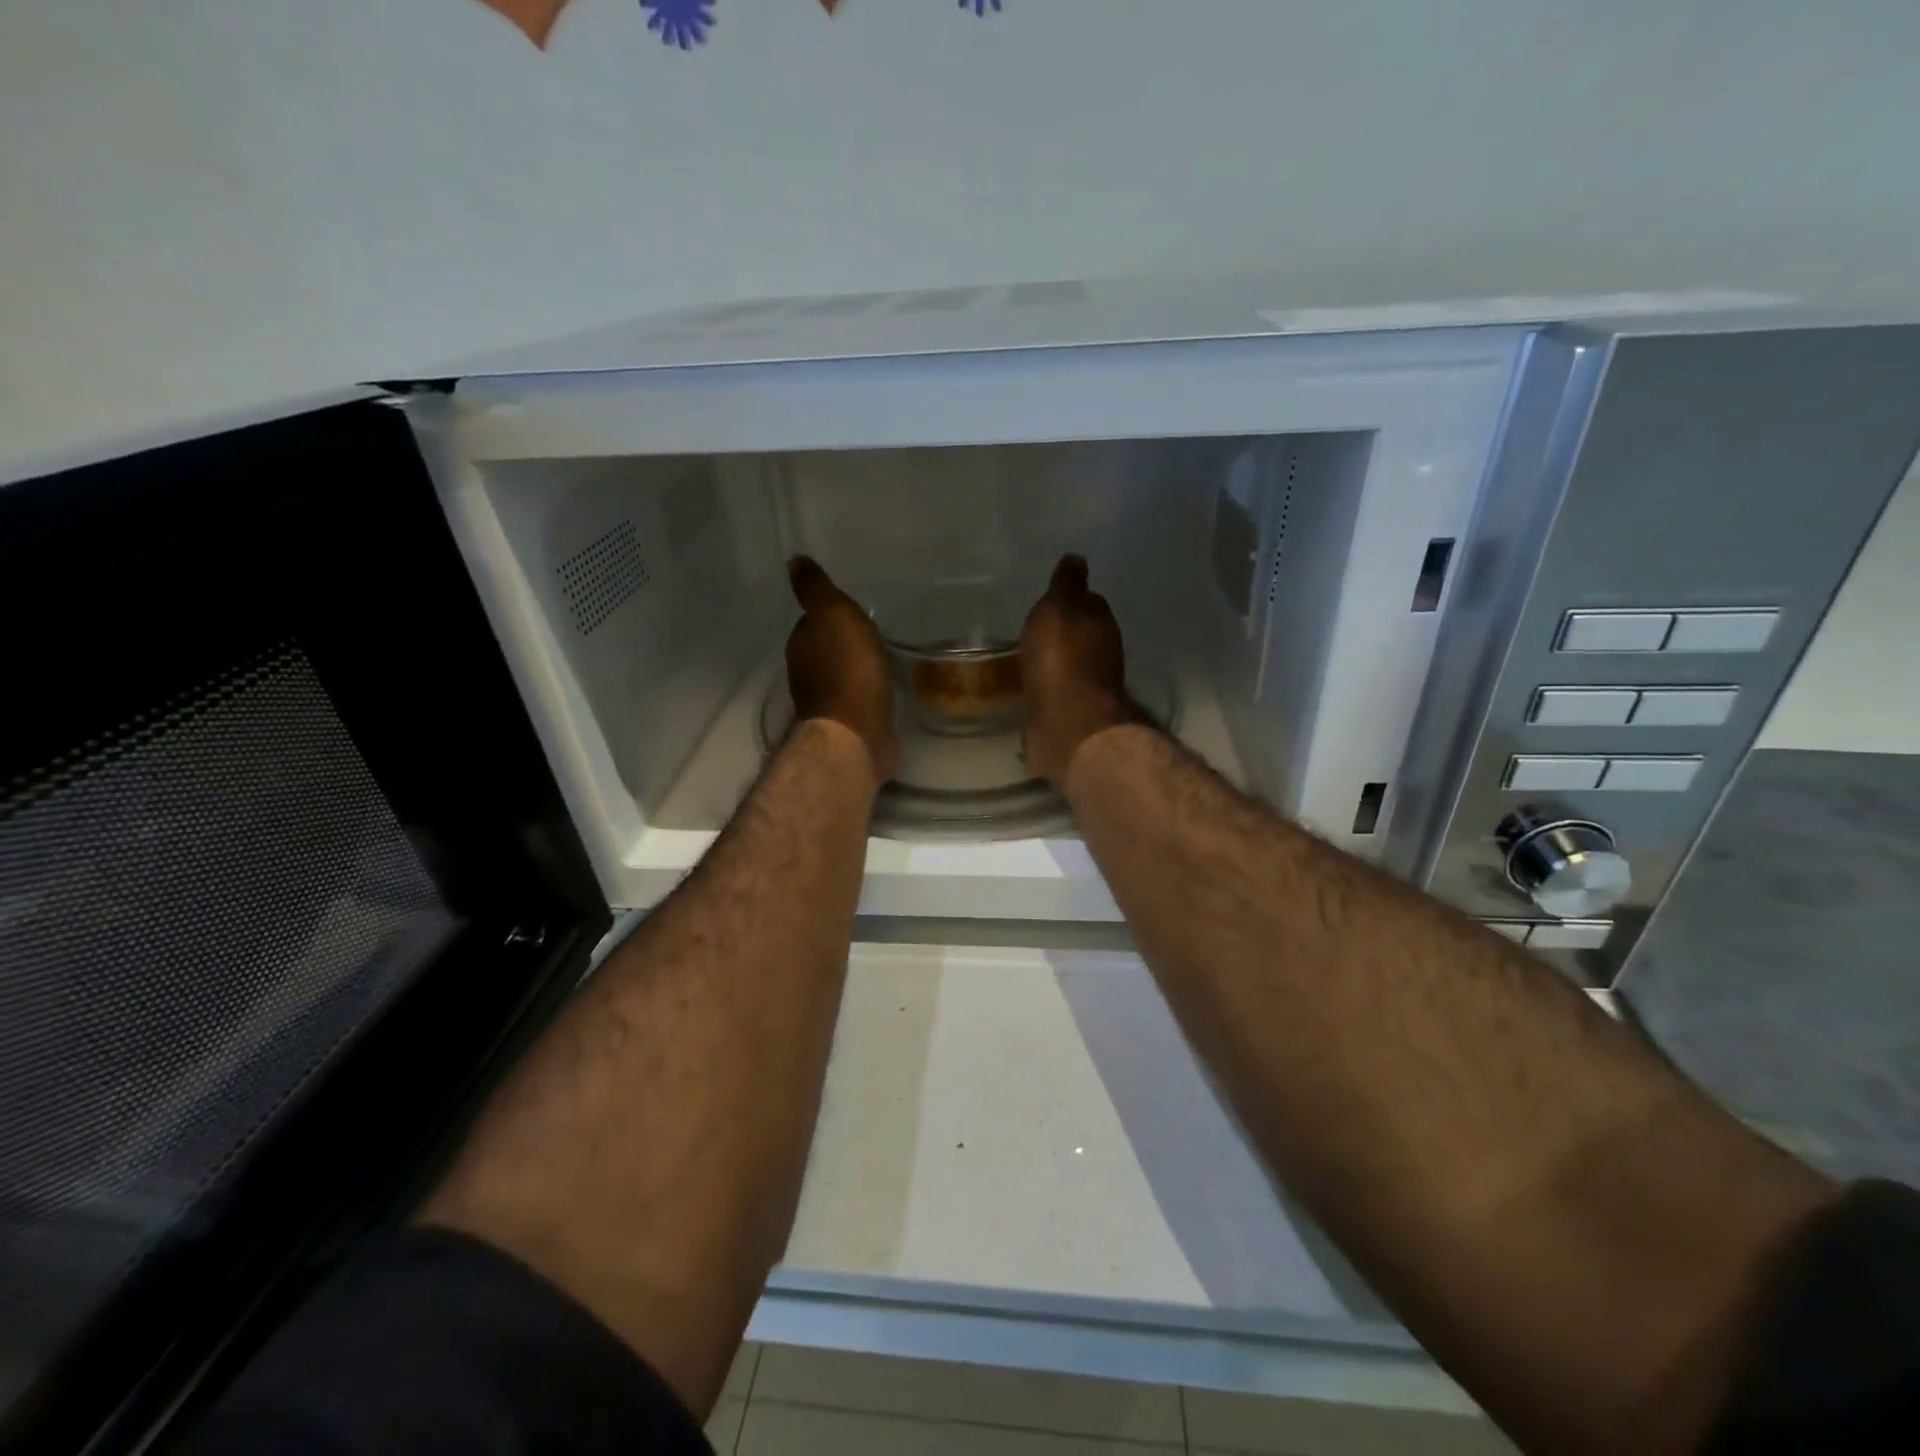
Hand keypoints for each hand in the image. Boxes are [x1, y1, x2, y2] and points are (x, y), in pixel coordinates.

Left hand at [786, 556, 897, 781]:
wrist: (857, 731)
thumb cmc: (847, 668)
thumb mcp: (834, 614)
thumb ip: (815, 589)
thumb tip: (793, 560)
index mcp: (801, 645)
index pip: (811, 622)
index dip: (830, 616)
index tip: (851, 612)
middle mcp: (806, 673)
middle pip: (824, 650)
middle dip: (843, 643)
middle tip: (870, 634)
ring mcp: (827, 703)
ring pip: (841, 675)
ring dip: (856, 668)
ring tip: (880, 659)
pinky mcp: (849, 725)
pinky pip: (858, 699)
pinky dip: (867, 692)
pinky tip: (883, 689)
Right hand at [1019, 554, 1138, 785]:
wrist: (1067, 721)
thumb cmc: (1061, 657)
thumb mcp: (1059, 607)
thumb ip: (1067, 584)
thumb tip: (1077, 558)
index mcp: (1101, 623)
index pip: (1091, 602)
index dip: (1073, 599)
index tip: (1054, 599)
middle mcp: (1102, 653)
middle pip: (1083, 634)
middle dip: (1065, 631)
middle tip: (1039, 628)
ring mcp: (1088, 686)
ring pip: (1070, 664)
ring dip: (1055, 660)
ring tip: (1030, 656)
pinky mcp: (1071, 713)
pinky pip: (1056, 691)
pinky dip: (1047, 686)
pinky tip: (1031, 685)